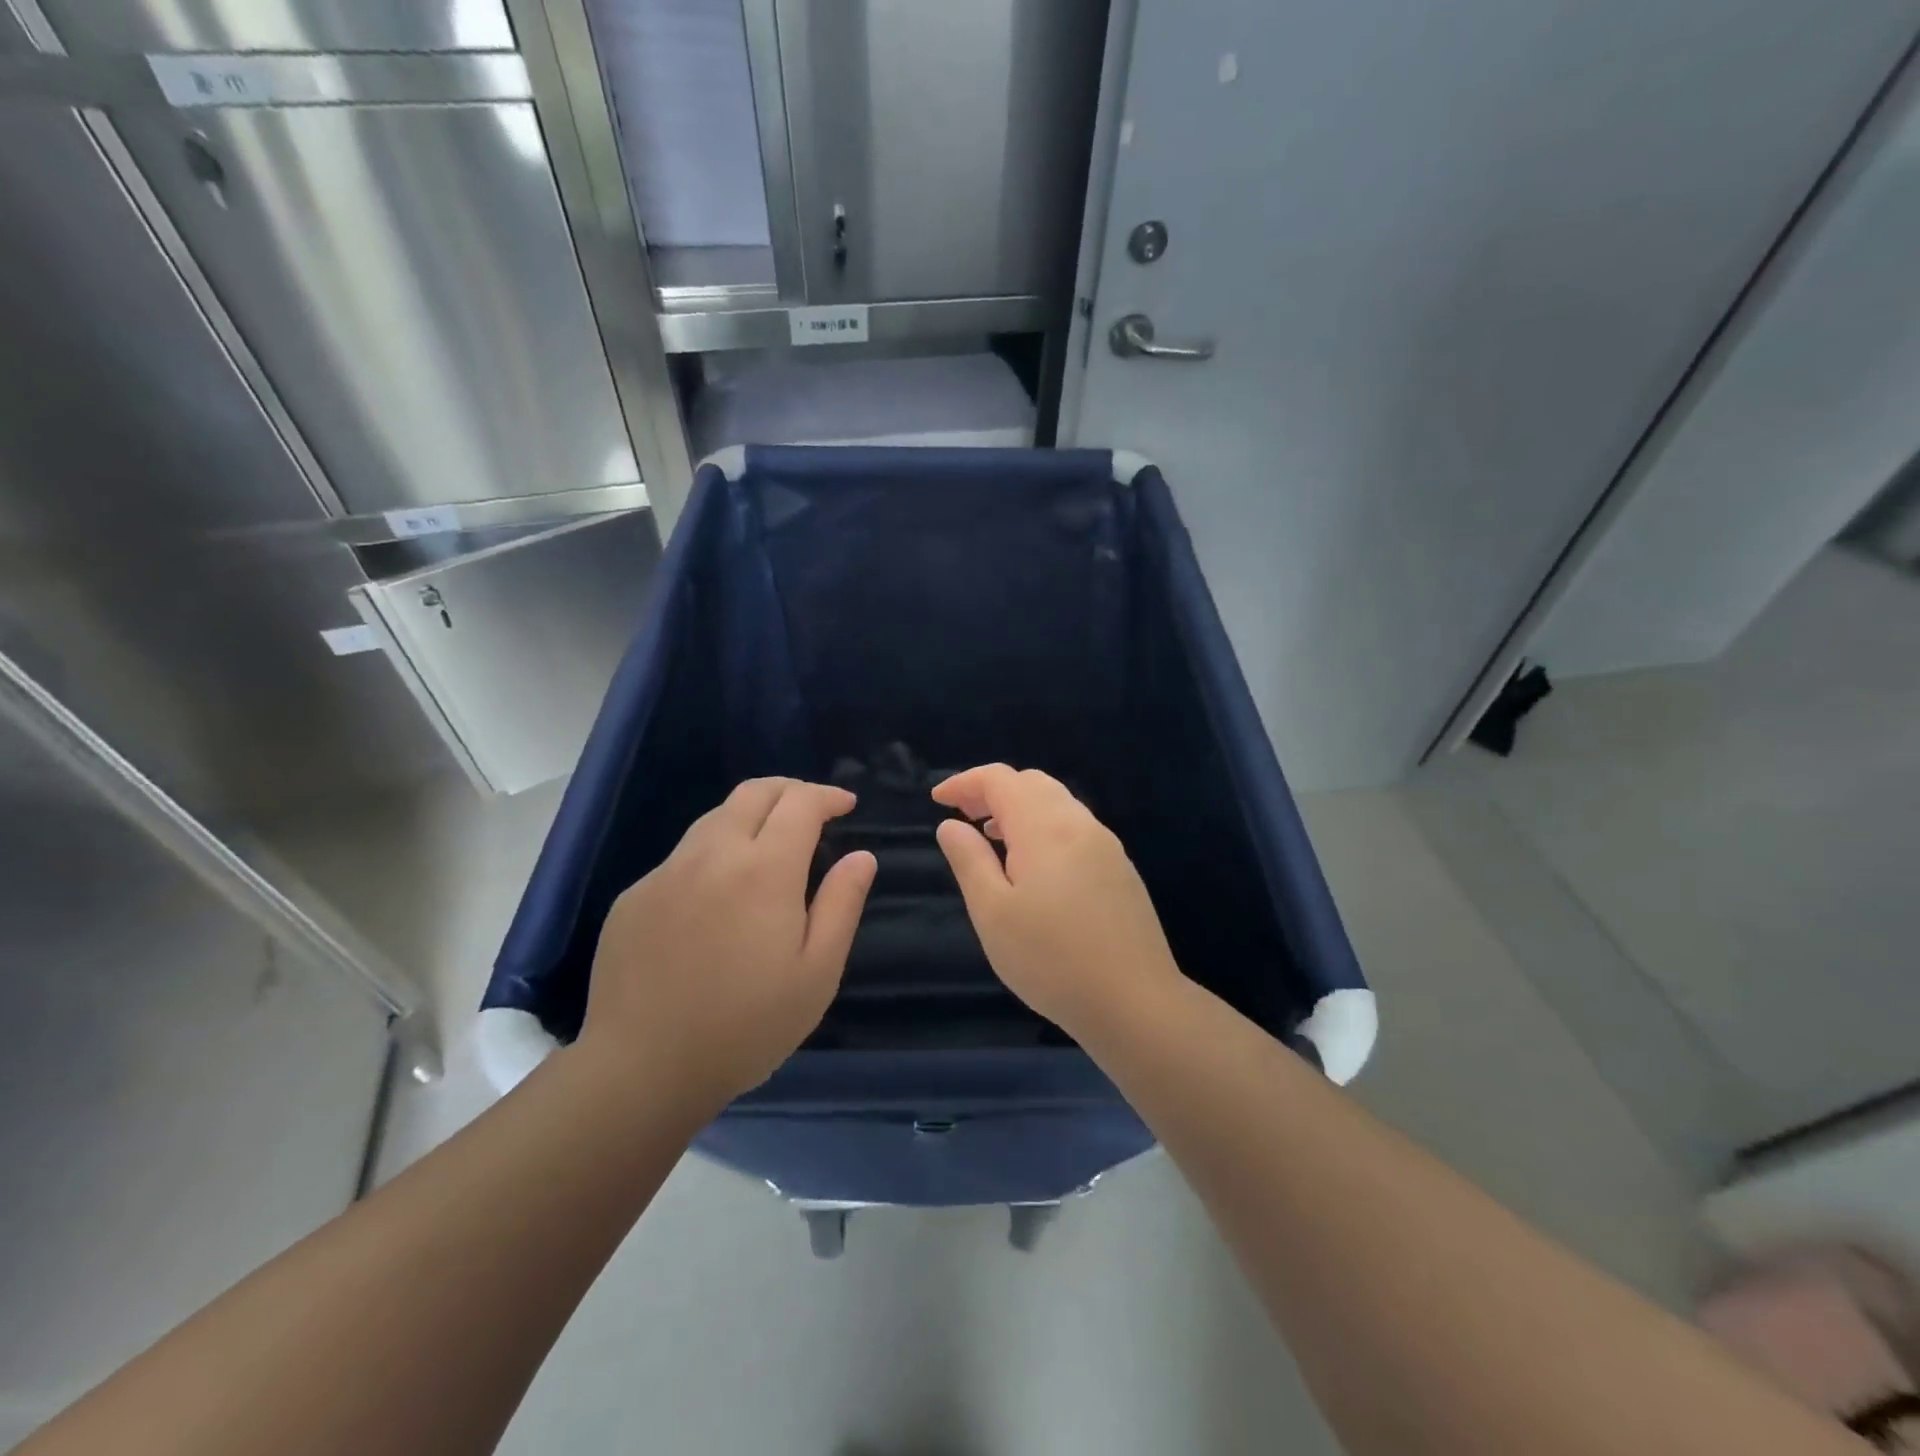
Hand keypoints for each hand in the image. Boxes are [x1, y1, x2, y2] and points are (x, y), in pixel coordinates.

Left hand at [580, 778, 876, 1110]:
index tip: (846, 805)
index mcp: (764, 869)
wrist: (642, 1069)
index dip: (827, 796)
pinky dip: (714, 855)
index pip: (800, 803)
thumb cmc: (747, 1026)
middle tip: (813, 810)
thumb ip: (842, 903)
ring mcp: (666, 873)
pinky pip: (683, 857)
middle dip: (790, 790)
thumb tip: (862, 856)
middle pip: (753, 792)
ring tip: (770, 846)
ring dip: (750, 817)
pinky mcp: (634, 897)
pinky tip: (719, 896)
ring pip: (714, 818)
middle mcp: (712, 854)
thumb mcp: (817, 972)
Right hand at [932, 764, 1182, 1034]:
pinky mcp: (1120, 868)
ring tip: (991, 836)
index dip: (965, 782)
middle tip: (963, 816)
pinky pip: (1074, 826)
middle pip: (1031, 783)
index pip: (1000, 779)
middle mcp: (1078, 823)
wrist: (1135, 1001)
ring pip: (1057, 802)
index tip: (938, 800)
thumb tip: (951, 825)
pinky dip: (1044, 826)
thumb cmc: (1051, 960)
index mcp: (1044, 827)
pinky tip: (1033, 864)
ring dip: (1019, 807)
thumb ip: (969, 861)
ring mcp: (1105, 844)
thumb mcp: (993, 913)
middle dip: (992, 790)